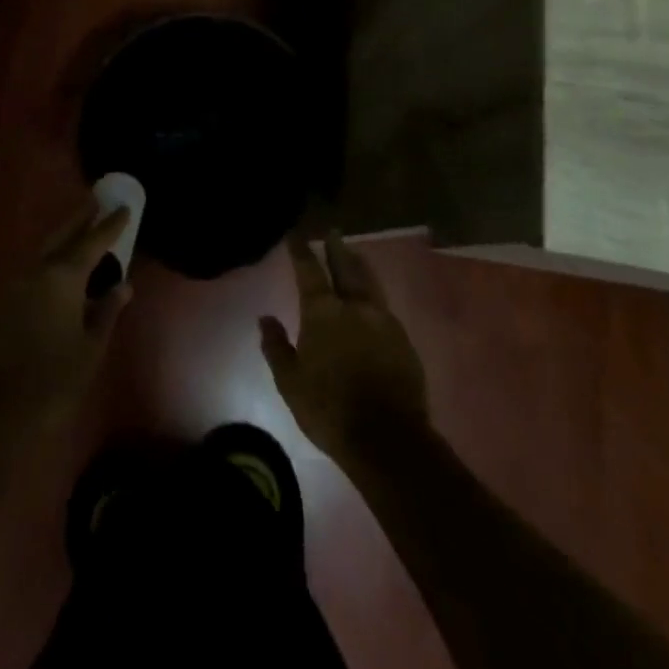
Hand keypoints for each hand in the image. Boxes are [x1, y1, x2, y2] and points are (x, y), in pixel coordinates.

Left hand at [0, 201, 133, 452]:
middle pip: (61, 235)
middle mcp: (35, 271)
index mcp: (63, 277)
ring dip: (61, 239)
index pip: (92, 242)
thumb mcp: (90, 348)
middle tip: (95, 201)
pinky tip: (54, 271)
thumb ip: (106, 311)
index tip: (123, 208)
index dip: (110, 225)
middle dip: (79, 219)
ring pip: (42, 252)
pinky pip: (29, 272)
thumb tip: (122, 286)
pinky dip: (46, 263)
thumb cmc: (53, 381)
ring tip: (78, 232)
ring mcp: (12, 285)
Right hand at [260, 233, 429, 468]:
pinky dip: (374, 296)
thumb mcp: (290, 382)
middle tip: (333, 231)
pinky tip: (372, 301)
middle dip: (336, 248)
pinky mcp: (403, 340)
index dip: (301, 250)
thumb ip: (276, 346)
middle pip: (345, 267)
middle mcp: (354, 306)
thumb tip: (265, 318)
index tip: (296, 234)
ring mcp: (383, 321)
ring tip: (355, 254)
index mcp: (323, 312)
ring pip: (369, 283)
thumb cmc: (329, 408)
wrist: (387, 437)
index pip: (309, 271)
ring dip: (359, 266)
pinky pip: (384, 307)